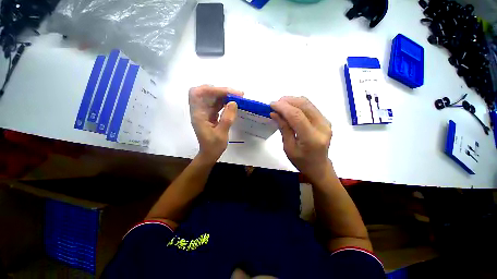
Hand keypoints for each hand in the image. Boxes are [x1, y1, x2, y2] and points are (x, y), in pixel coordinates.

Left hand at [189, 85, 242, 162]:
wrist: (210, 153)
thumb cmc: (213, 146)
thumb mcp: (221, 134)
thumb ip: (227, 118)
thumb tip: (233, 102)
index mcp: (198, 115)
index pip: (199, 94)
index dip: (212, 90)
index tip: (229, 93)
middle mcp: (199, 110)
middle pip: (205, 92)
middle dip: (221, 91)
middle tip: (236, 94)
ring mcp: (204, 112)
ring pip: (212, 97)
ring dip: (224, 95)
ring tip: (238, 97)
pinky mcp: (210, 114)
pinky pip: (216, 104)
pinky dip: (225, 101)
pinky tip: (233, 103)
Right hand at [270, 96, 332, 179]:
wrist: (318, 166)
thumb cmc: (301, 161)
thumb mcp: (288, 148)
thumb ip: (283, 129)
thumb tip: (275, 113)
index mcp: (311, 138)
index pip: (297, 116)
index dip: (283, 108)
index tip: (272, 105)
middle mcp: (322, 127)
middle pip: (304, 105)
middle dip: (287, 101)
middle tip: (275, 104)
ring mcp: (326, 122)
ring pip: (308, 103)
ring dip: (293, 101)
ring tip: (281, 105)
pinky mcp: (325, 120)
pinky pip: (310, 107)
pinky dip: (298, 104)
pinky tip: (290, 109)